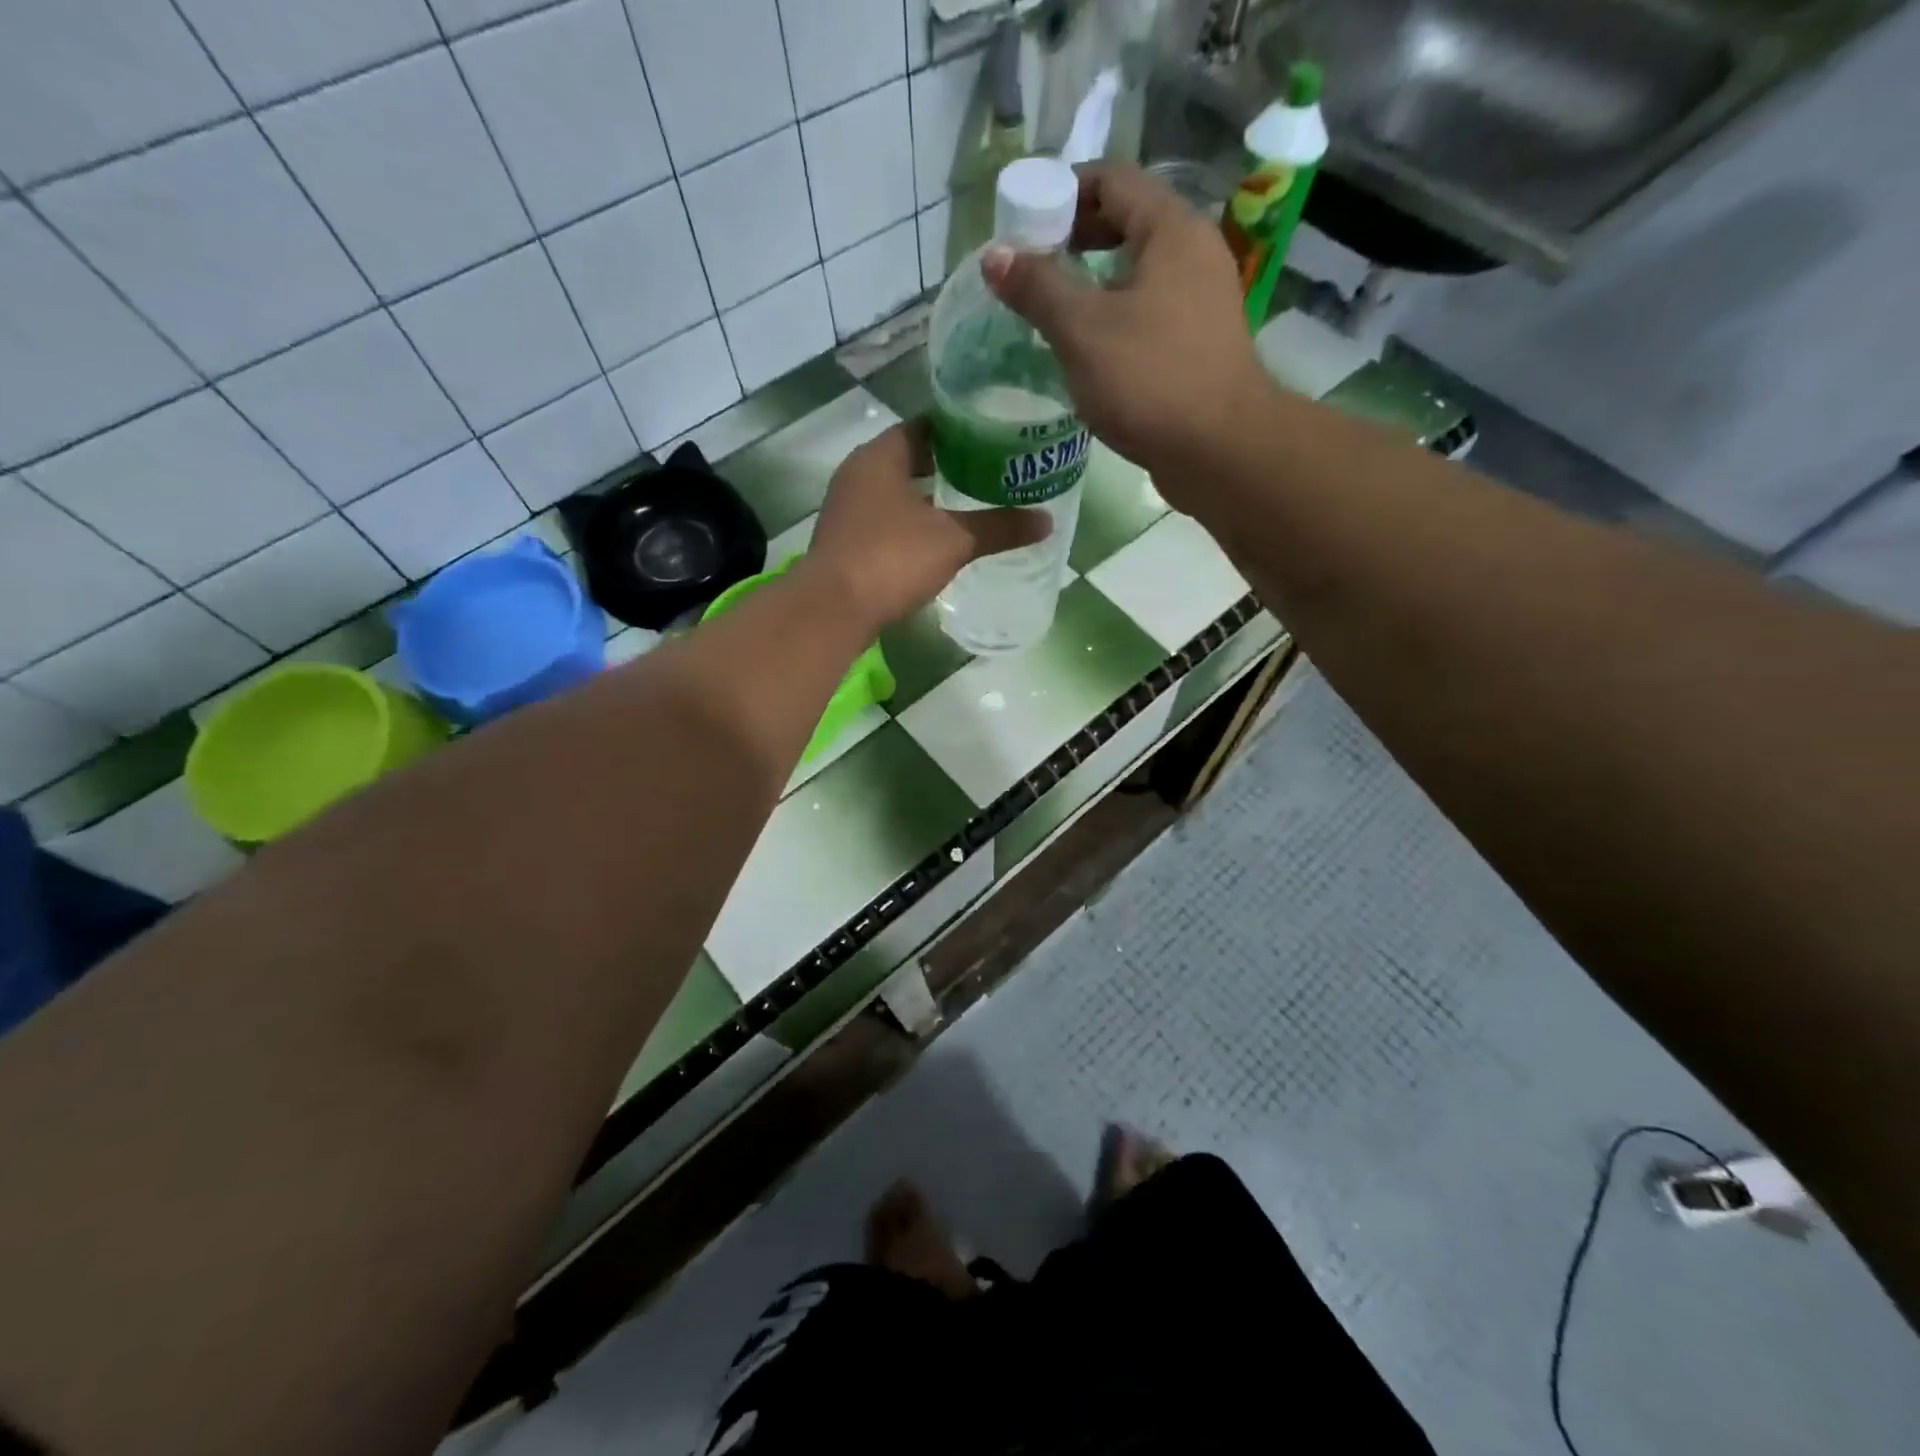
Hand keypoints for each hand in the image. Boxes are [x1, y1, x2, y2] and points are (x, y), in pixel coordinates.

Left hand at [802, 419, 1048, 632]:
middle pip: (910, 457)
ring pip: (896, 490)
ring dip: (928, 495)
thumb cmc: (891, 559)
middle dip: (949, 464)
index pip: (926, 425)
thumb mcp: (952, 541)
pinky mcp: (845, 540)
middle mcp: (858, 473)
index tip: (994, 434)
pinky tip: (937, 537)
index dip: (961, 428)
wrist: (832, 611)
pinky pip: (885, 518)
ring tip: (970, 502)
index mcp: (881, 456)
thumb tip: (1046, 521)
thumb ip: (998, 527)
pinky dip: (911, 521)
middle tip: (991, 470)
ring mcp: (847, 508)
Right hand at [982, 164, 1271, 494]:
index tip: (1021, 221)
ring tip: (1051, 309)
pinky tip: (1088, 348)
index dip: (1062, 192)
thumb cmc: (1150, 380)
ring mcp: (1202, 300)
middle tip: (1031, 268)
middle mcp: (1194, 253)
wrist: (1219, 450)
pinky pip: (1149, 311)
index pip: (1112, 180)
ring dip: (1094, 283)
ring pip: (1138, 273)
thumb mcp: (1082, 331)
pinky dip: (1116, 316)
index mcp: (1171, 229)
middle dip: (1075, 239)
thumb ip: (1037, 288)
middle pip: (1127, 223)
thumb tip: (994, 255)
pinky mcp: (1199, 344)